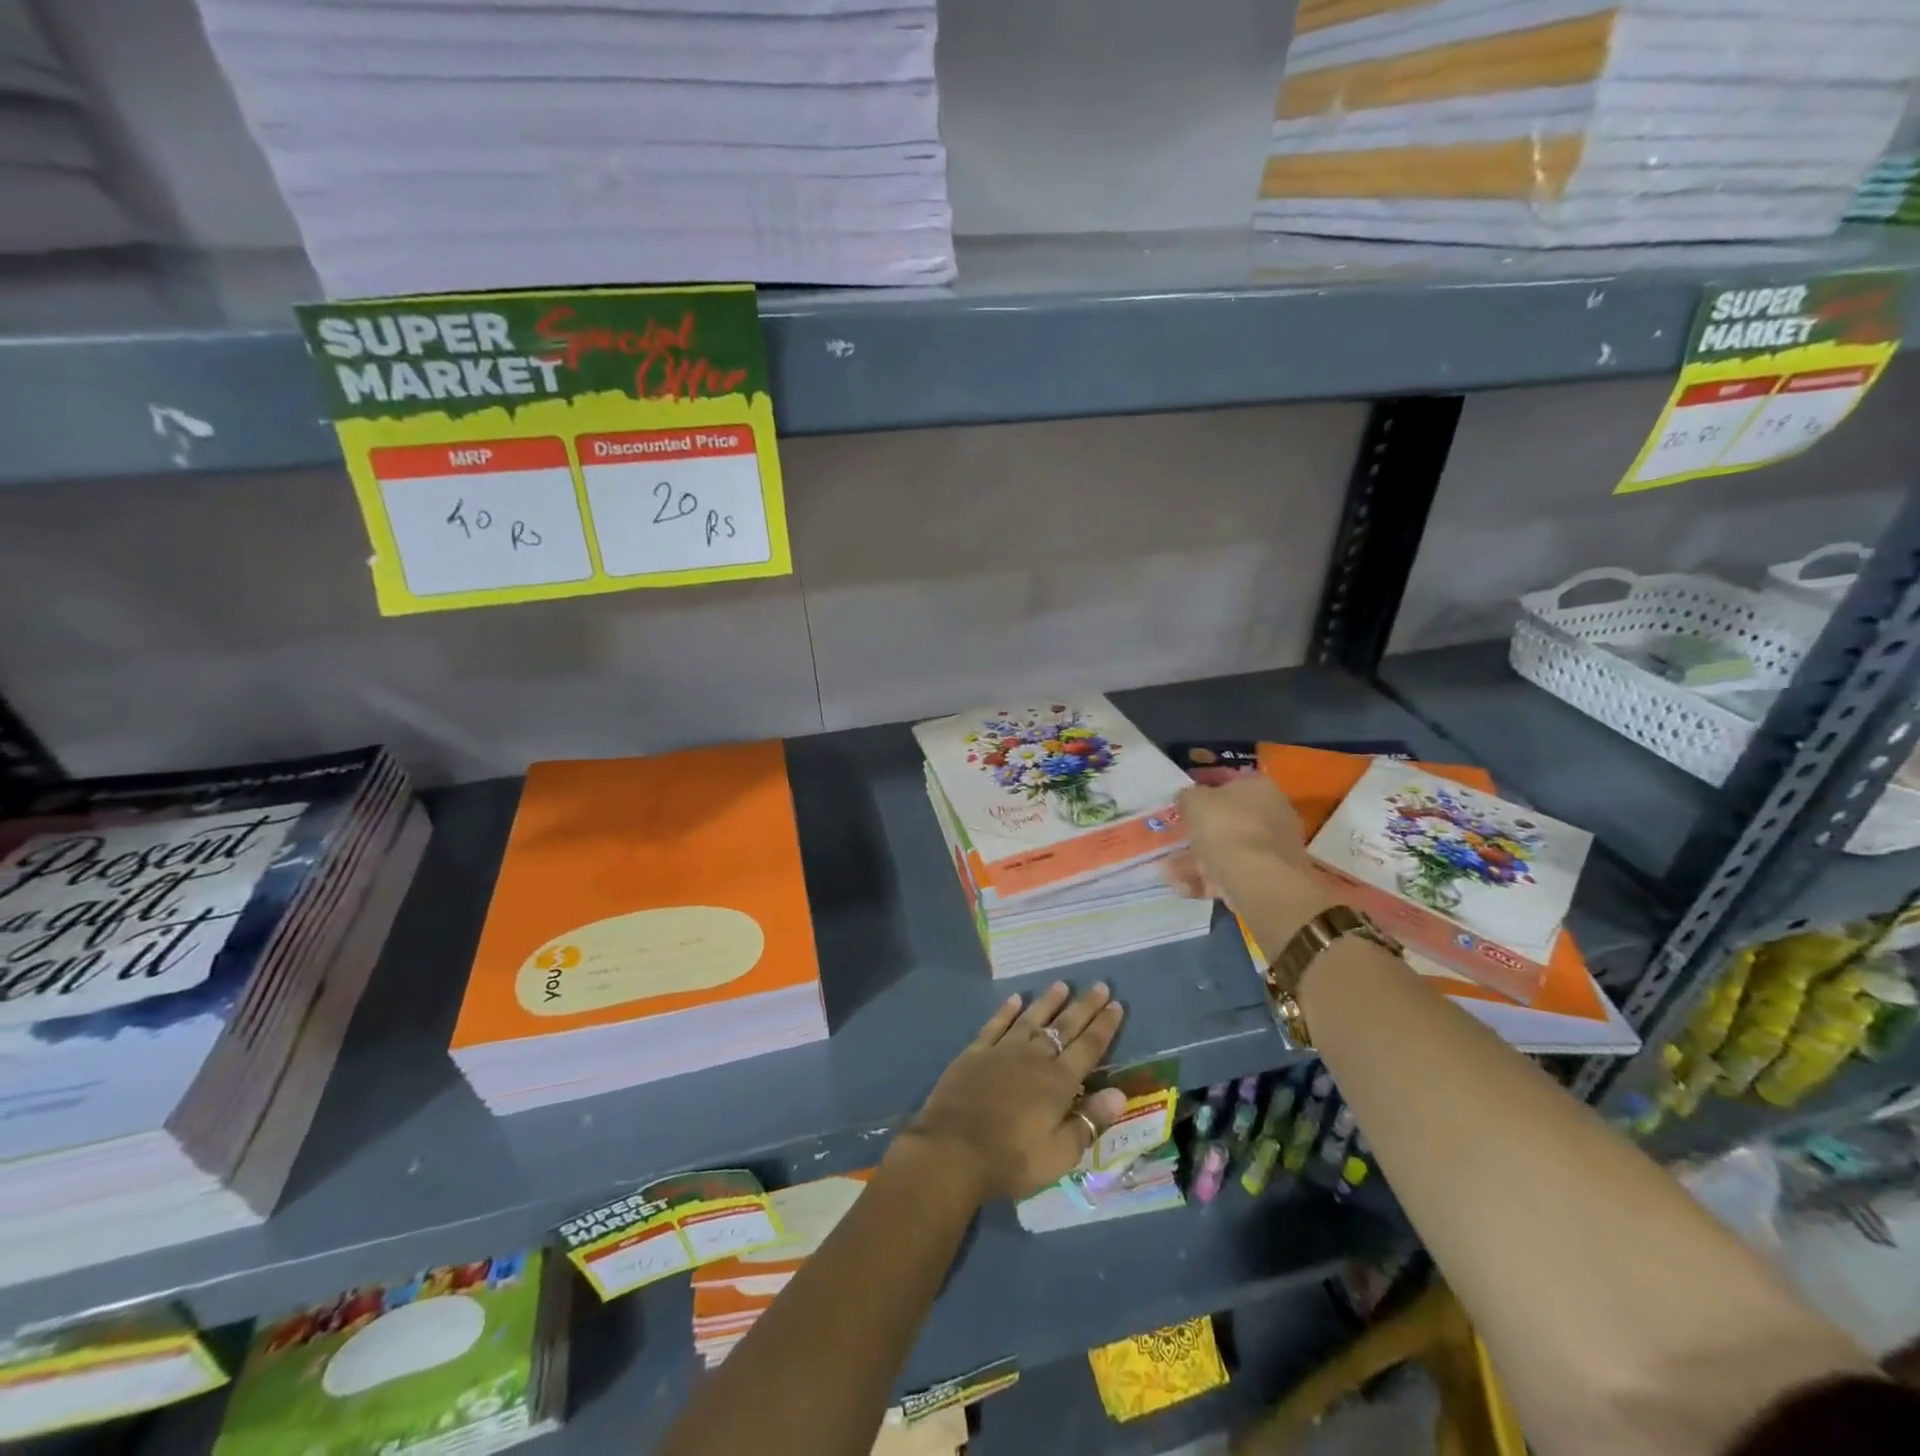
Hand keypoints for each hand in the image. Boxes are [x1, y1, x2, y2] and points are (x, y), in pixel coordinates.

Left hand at [900, 982, 1127, 1203]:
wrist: (952, 1150)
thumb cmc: (1010, 1159)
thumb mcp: (1059, 1155)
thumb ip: (1089, 1122)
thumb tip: (1119, 1094)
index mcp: (1058, 1082)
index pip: (1089, 1047)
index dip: (1104, 1026)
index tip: (1117, 1005)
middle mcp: (1033, 1058)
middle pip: (1064, 1026)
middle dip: (1084, 1006)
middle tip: (1100, 985)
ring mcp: (1002, 1051)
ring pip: (1031, 1019)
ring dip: (1048, 1001)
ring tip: (1062, 984)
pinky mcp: (975, 1052)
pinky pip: (995, 1024)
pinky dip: (1006, 1010)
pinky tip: (1015, 998)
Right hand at [1165, 776, 1310, 909]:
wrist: (1257, 878)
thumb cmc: (1225, 827)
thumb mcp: (1193, 801)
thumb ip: (1187, 796)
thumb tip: (1187, 799)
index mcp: (1259, 787)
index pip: (1228, 783)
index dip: (1202, 792)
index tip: (1181, 806)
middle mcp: (1273, 813)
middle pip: (1227, 820)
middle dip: (1198, 833)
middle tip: (1173, 842)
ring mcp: (1274, 848)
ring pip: (1227, 850)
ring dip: (1196, 860)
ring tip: (1171, 871)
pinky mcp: (1269, 877)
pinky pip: (1232, 873)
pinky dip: (1208, 879)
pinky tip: (1184, 887)